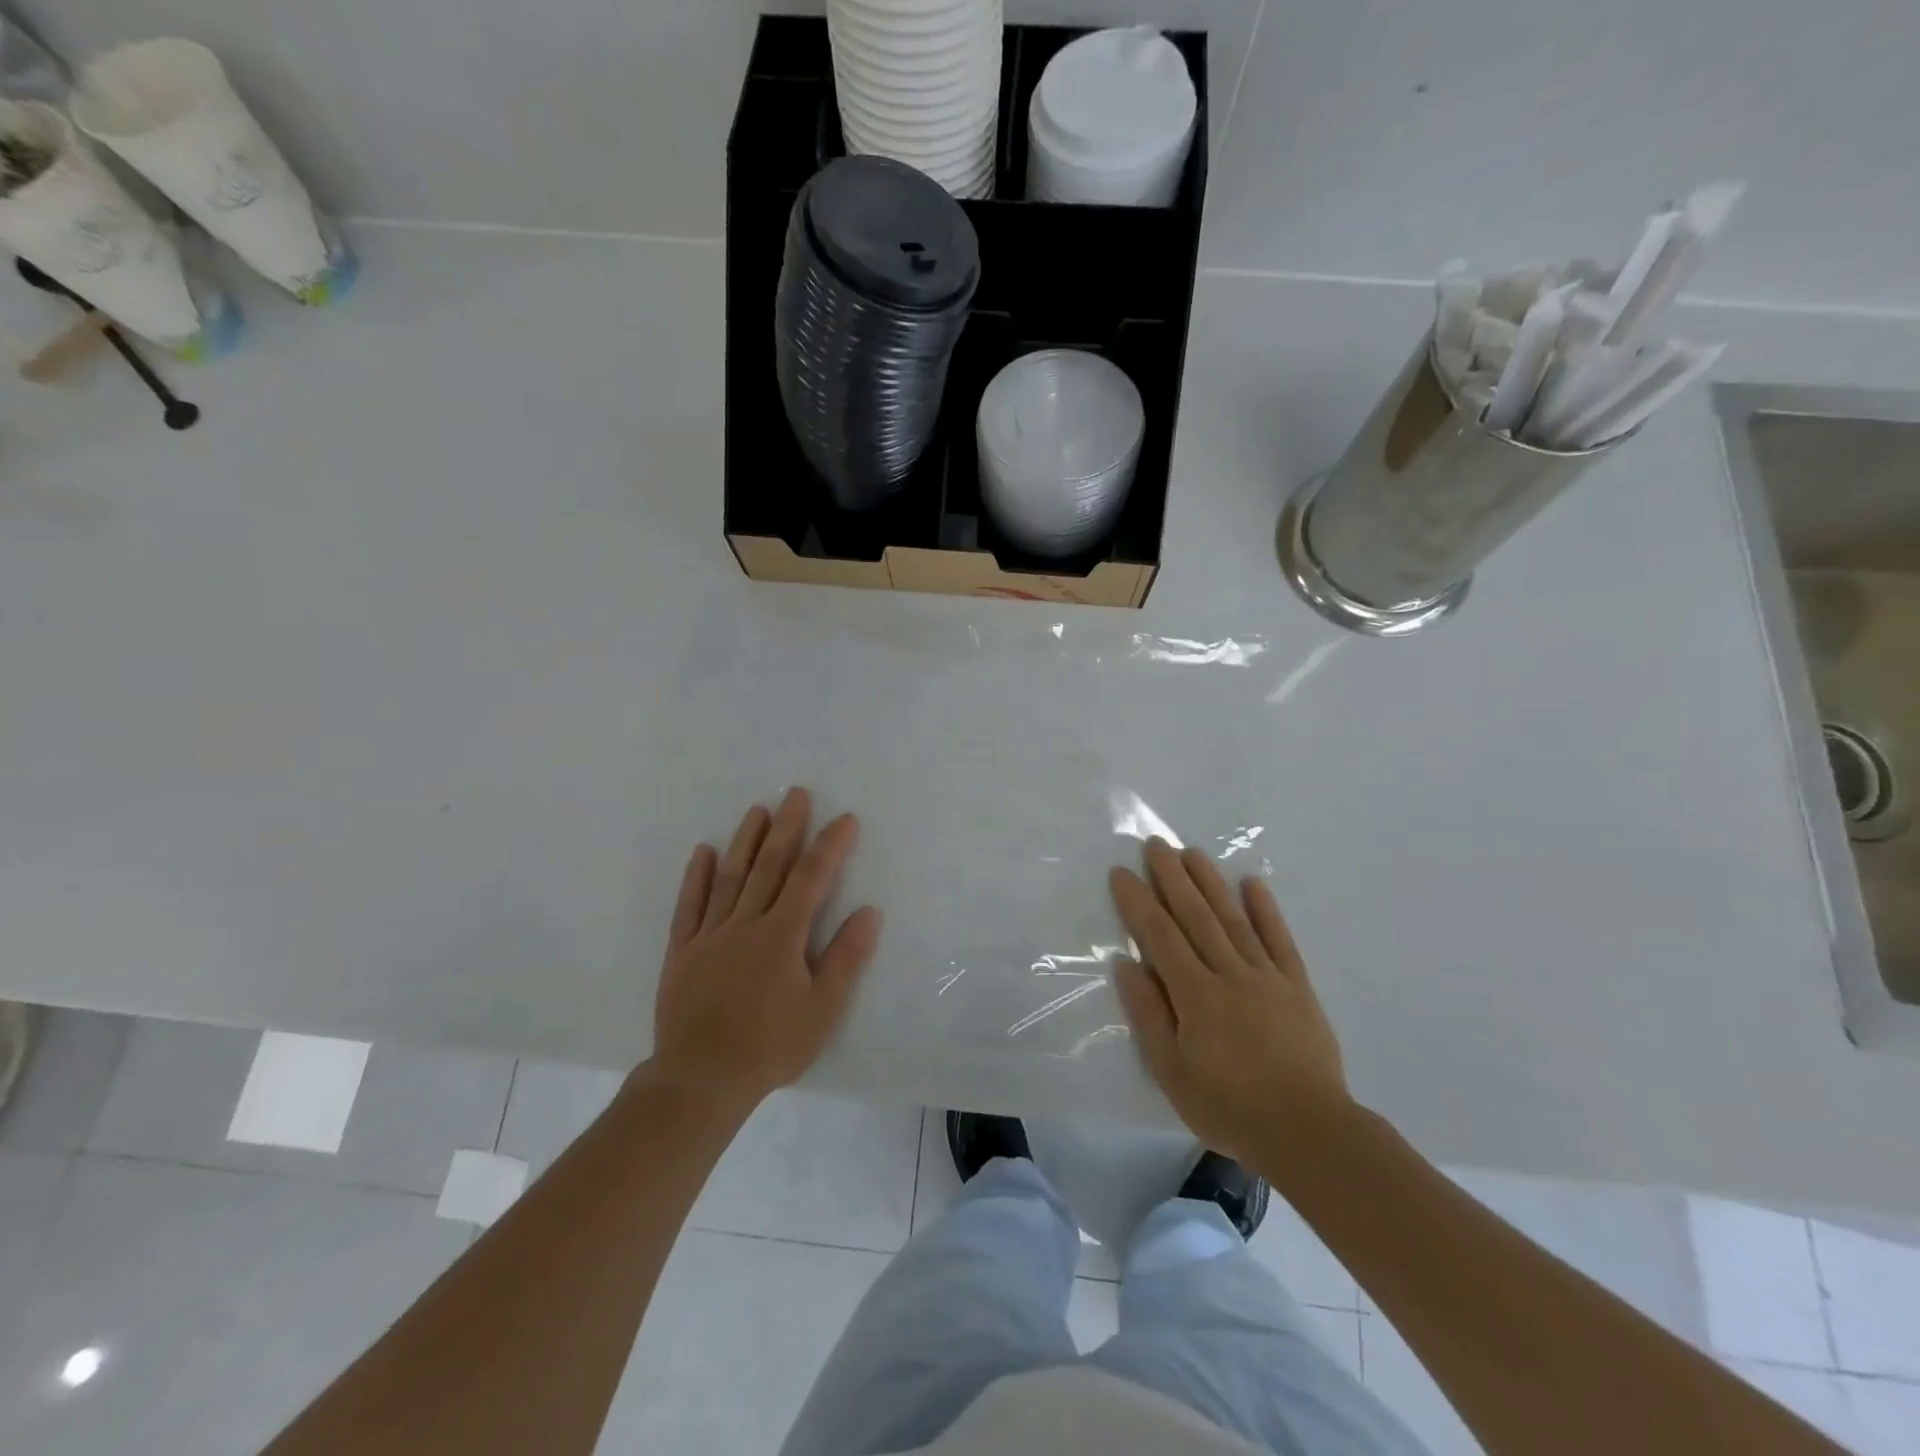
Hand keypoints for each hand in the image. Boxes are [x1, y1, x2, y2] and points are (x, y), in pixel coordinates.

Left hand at [649, 788, 881, 1112]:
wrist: (700, 1080)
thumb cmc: (770, 1046)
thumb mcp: (822, 1010)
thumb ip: (845, 958)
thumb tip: (870, 912)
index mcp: (782, 936)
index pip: (810, 879)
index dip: (830, 846)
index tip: (845, 819)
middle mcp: (745, 924)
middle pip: (769, 866)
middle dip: (787, 827)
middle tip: (796, 793)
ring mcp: (709, 935)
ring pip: (730, 877)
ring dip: (746, 840)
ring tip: (758, 810)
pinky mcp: (682, 951)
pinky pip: (689, 906)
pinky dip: (697, 877)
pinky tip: (704, 852)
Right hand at [1109, 838, 1348, 1161]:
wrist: (1309, 1133)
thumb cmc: (1229, 1107)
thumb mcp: (1172, 1072)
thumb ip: (1148, 1015)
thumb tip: (1127, 964)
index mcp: (1196, 995)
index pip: (1160, 936)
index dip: (1138, 902)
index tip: (1121, 872)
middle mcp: (1230, 974)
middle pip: (1196, 916)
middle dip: (1172, 877)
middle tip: (1155, 844)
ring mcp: (1267, 976)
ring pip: (1233, 919)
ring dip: (1211, 882)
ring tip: (1192, 852)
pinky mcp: (1297, 986)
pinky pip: (1280, 940)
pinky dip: (1266, 910)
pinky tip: (1253, 883)